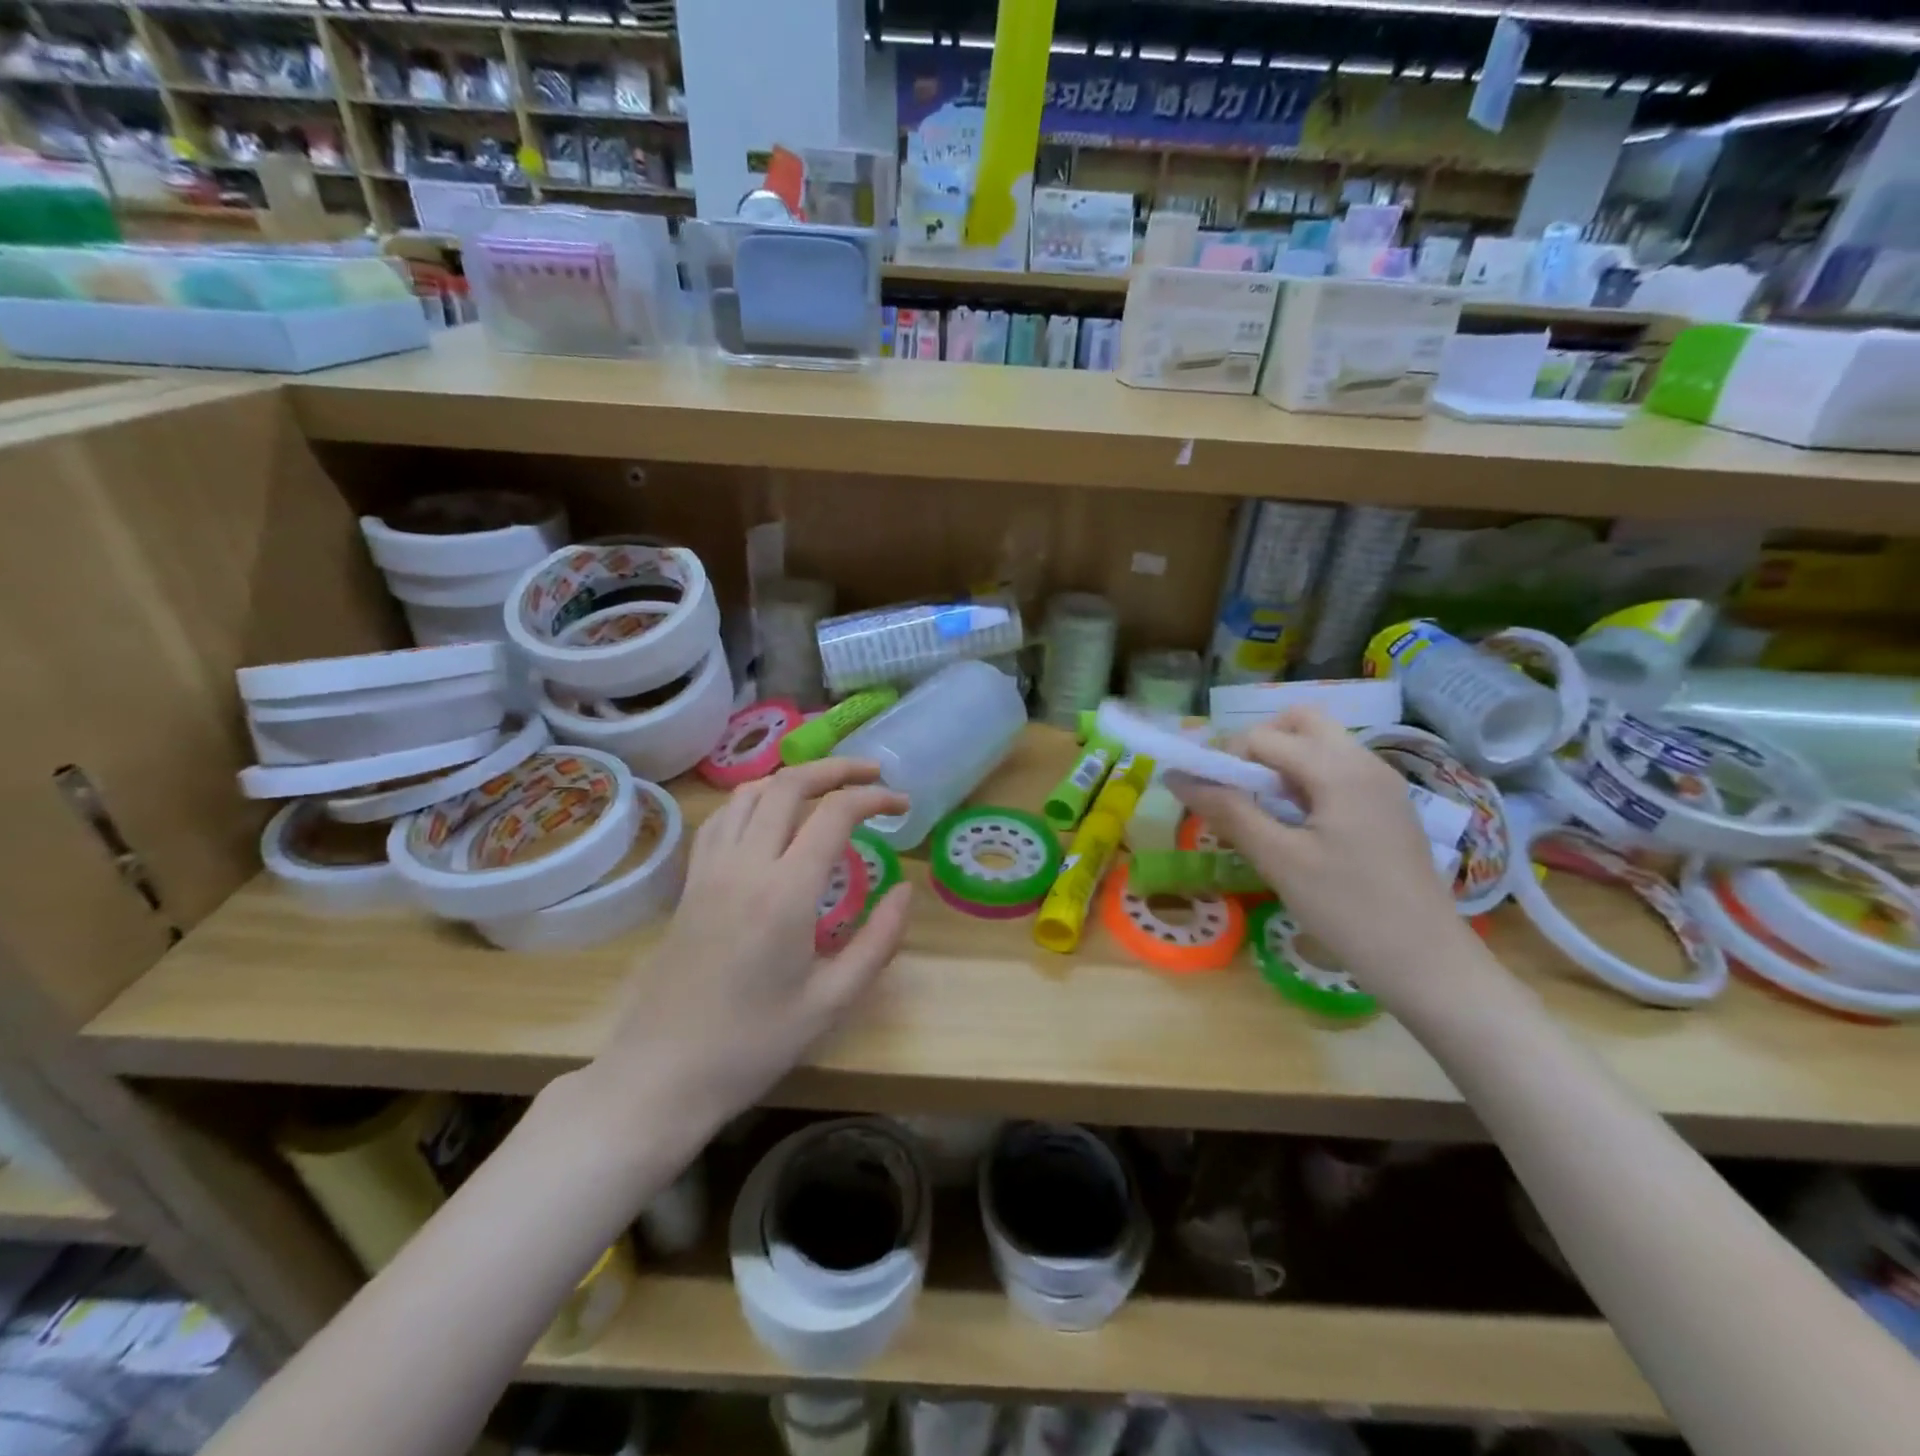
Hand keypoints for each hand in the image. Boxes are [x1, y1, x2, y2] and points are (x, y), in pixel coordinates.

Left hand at [593, 759, 911, 1140]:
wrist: (661, 1075)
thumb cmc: (752, 1046)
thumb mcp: (830, 1002)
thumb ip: (877, 942)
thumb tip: (906, 890)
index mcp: (784, 893)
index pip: (834, 814)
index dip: (873, 798)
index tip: (901, 805)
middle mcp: (744, 865)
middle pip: (789, 785)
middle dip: (837, 768)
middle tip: (873, 773)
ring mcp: (710, 870)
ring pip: (750, 793)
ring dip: (794, 778)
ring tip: (828, 787)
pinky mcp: (690, 883)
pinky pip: (722, 818)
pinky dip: (754, 800)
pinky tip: (770, 817)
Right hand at [1168, 707, 1473, 998]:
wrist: (1428, 963)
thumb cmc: (1347, 909)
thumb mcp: (1278, 860)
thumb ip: (1228, 811)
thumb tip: (1177, 777)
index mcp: (1339, 769)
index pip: (1264, 737)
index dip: (1225, 760)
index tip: (1207, 798)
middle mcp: (1365, 762)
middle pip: (1300, 722)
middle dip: (1260, 744)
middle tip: (1239, 788)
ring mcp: (1382, 784)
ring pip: (1321, 744)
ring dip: (1282, 762)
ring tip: (1263, 810)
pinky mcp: (1387, 807)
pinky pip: (1338, 770)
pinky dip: (1307, 780)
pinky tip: (1296, 825)